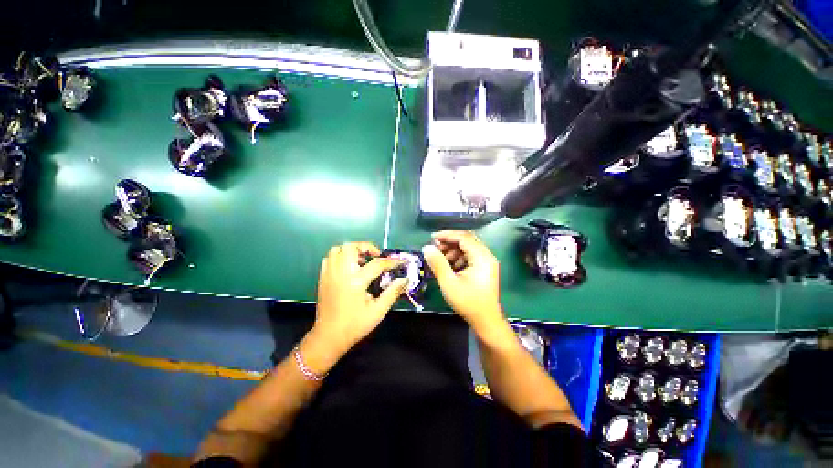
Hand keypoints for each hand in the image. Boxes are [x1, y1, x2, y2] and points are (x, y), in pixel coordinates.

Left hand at [312, 242, 407, 353]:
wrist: (328, 338)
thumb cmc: (355, 325)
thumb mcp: (378, 311)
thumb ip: (392, 292)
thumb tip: (405, 279)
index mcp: (356, 282)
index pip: (377, 264)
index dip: (391, 262)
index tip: (400, 262)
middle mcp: (341, 273)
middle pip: (351, 247)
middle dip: (365, 247)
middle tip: (375, 256)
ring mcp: (329, 274)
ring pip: (338, 250)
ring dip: (351, 250)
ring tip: (362, 260)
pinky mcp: (323, 278)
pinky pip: (329, 258)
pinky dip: (340, 257)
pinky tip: (349, 267)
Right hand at [422, 231, 504, 333]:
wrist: (486, 321)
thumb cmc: (468, 302)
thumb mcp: (449, 283)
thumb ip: (438, 263)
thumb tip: (427, 248)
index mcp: (482, 257)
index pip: (464, 238)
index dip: (447, 235)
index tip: (432, 238)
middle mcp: (487, 256)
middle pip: (467, 241)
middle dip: (449, 242)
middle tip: (435, 248)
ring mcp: (487, 262)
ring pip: (468, 248)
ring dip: (453, 250)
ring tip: (440, 258)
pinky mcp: (484, 269)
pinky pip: (470, 256)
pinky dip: (458, 258)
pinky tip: (449, 266)